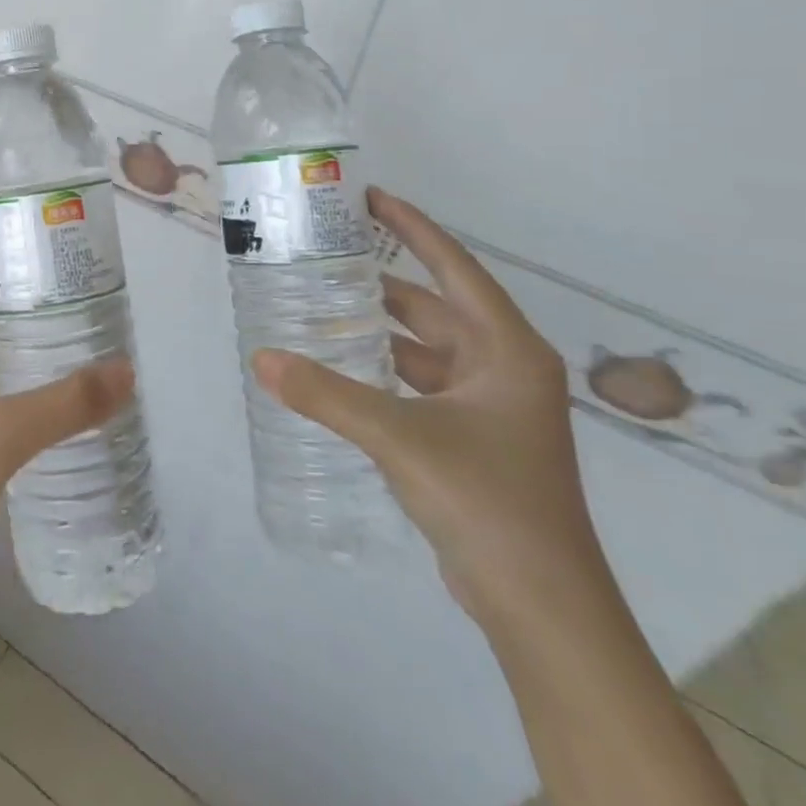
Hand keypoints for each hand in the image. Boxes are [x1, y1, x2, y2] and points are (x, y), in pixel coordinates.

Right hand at [253, 188, 605, 634]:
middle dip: (384, 282)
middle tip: (328, 256)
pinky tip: (345, 369)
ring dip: (382, 330)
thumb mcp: (400, 437)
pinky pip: (422, 383)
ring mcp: (493, 407)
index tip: (371, 197)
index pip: (455, 268)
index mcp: (508, 351)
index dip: (413, 228)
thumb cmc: (487, 502)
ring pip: (427, 348)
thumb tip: (262, 359)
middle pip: (437, 306)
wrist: (543, 608)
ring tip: (324, 307)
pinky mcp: (476, 438)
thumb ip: (328, 395)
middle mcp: (505, 368)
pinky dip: (386, 370)